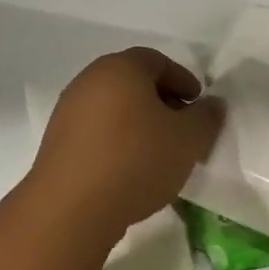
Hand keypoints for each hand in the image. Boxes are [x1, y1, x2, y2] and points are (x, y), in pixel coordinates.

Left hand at [29, 48, 222, 245]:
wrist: (72, 208)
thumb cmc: (137, 161)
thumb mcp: (189, 140)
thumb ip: (207, 117)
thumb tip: (211, 104)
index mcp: (121, 69)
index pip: (157, 60)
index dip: (183, 80)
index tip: (198, 106)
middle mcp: (89, 81)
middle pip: (133, 82)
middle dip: (162, 102)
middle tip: (183, 129)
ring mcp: (68, 112)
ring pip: (114, 108)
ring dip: (140, 124)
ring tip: (160, 154)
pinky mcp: (56, 143)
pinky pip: (97, 132)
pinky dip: (118, 141)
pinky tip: (132, 169)